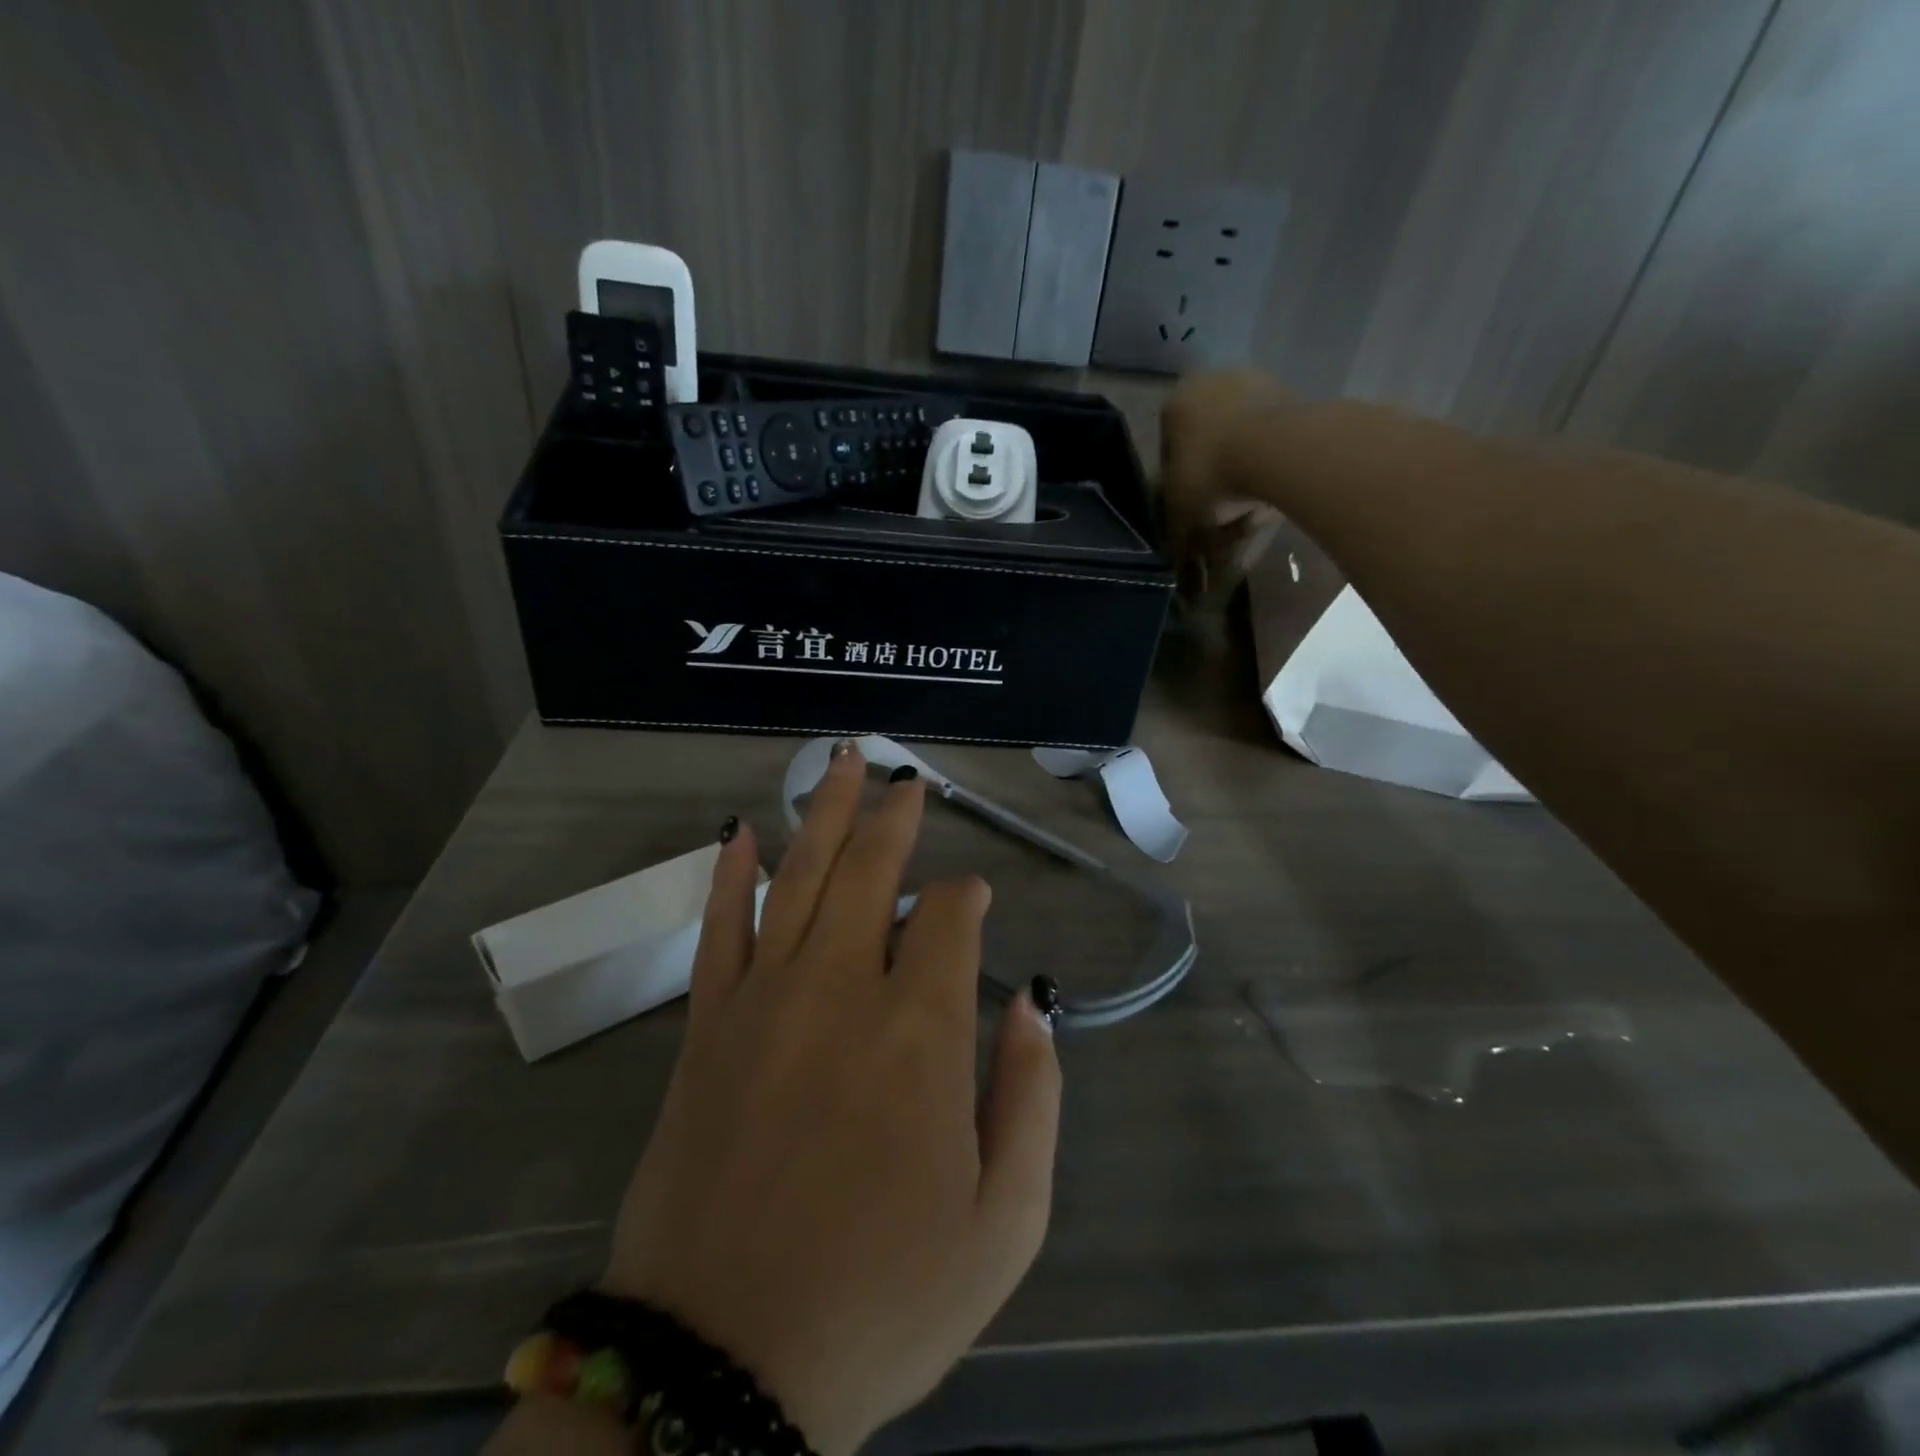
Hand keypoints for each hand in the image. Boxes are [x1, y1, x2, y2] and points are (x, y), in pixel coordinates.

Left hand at [603, 745, 1062, 1454]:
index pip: (951, 917)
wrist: (721, 1365)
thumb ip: (1032, 1098)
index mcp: (922, 1030)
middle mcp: (842, 989)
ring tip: (840, 763)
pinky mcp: (707, 1028)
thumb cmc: (882, 1299)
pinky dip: (728, 874)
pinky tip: (739, 830)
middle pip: (870, 870)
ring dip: (824, 814)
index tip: (975, 900)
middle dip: (894, 818)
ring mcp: (764, 1000)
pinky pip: (717, 929)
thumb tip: (1034, 1004)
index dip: (968, 896)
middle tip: (906, 779)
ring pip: (798, 877)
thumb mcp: (1005, 1224)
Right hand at [1160, 368, 1288, 603]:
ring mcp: (1257, 382)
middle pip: (1207, 442)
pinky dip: (1270, 466)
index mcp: (1175, 402)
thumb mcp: (1179, 513)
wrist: (1277, 451)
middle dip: (1212, 479)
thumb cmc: (1210, 474)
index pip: (1167, 450)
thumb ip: (1173, 531)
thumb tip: (1176, 554)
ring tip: (1250, 512)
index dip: (1175, 487)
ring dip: (1243, 474)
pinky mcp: (1294, 394)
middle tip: (1220, 515)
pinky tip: (1271, 496)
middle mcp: (1212, 381)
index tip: (1188, 513)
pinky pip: (1272, 440)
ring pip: (1241, 440)